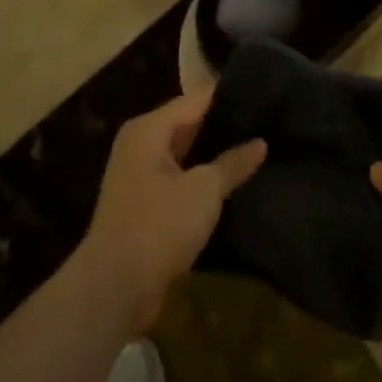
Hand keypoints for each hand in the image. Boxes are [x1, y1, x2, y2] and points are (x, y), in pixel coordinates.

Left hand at [78, 93, 265, 334]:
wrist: (115, 288)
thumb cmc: (159, 225)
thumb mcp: (204, 190)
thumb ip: (233, 162)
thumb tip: (260, 142)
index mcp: (149, 129)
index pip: (197, 98)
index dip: (229, 96)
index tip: (264, 94)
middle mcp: (141, 144)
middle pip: (189, 123)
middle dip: (224, 125)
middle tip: (267, 120)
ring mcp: (141, 175)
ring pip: (186, 153)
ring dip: (215, 154)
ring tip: (258, 148)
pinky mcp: (146, 204)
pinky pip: (181, 179)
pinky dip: (203, 178)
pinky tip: (234, 182)